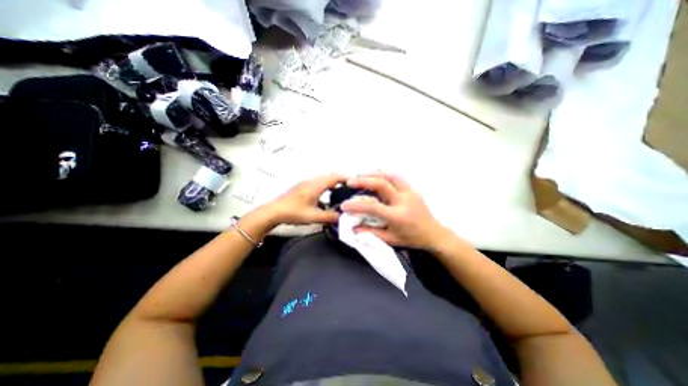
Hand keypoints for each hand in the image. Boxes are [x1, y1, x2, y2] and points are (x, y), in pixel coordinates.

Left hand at [263, 173, 349, 226]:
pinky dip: (325, 186)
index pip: (334, 177)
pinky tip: (324, 197)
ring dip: (332, 183)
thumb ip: (329, 217)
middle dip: (340, 180)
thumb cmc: (293, 212)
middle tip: (349, 187)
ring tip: (339, 191)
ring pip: (323, 179)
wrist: (274, 211)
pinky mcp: (301, 187)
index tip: (354, 181)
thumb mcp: (314, 216)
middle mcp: (312, 182)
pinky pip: (317, 183)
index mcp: (316, 186)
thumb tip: (341, 217)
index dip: (345, 178)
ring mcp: (306, 183)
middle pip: (329, 176)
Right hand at [343, 173, 451, 248]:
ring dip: (374, 174)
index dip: (356, 205)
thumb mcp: (390, 239)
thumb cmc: (411, 238)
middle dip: (363, 181)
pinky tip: (376, 176)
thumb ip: (370, 232)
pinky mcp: (412, 189)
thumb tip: (353, 227)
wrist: (434, 233)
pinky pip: (396, 177)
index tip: (344, 205)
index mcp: (397, 216)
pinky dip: (384, 174)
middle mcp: (404, 201)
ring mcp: (410, 192)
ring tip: (361, 174)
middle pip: (382, 184)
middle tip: (350, 181)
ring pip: (391, 176)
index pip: (373, 207)